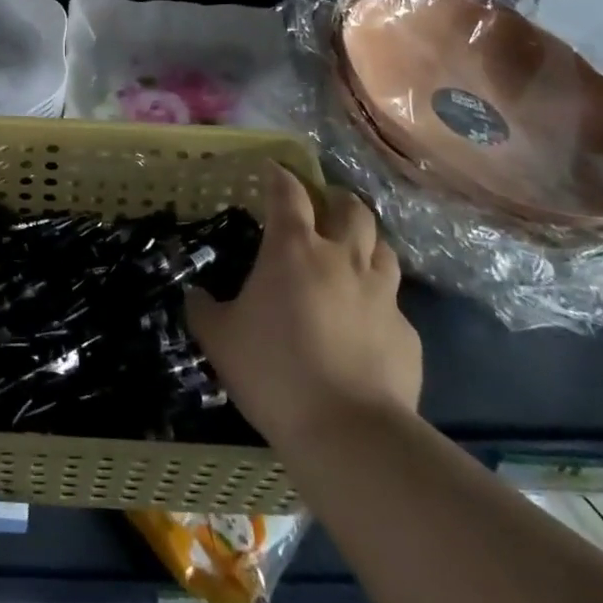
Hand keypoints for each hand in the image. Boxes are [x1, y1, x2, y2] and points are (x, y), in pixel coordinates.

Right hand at [186, 164, 421, 448]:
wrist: (349, 434)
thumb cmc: (274, 372)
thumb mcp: (220, 340)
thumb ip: (203, 309)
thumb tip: (194, 294)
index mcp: (294, 249)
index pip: (288, 192)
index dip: (279, 175)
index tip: (272, 169)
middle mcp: (342, 259)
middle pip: (351, 208)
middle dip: (337, 199)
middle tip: (325, 205)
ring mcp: (382, 295)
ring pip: (384, 248)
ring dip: (367, 243)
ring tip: (354, 253)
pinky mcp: (408, 334)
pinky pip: (396, 305)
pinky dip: (381, 303)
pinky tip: (368, 324)